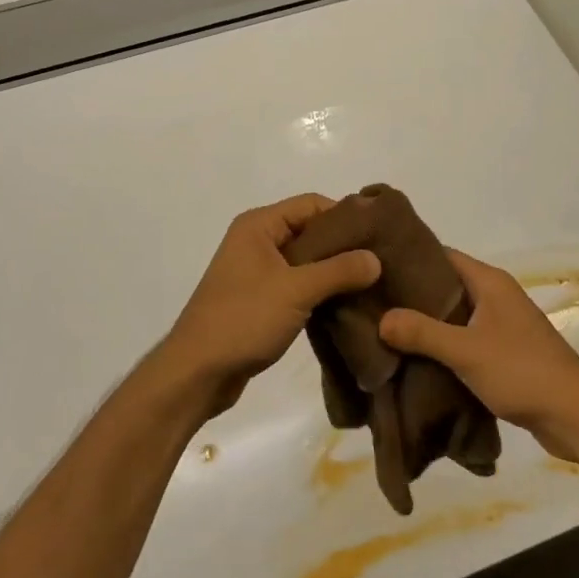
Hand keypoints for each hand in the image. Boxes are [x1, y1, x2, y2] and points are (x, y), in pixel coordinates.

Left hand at [161, 195, 380, 415]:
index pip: (312, 204)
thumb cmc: (243, 319)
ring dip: (333, 271)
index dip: (345, 215)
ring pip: (305, 261)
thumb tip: (376, 258)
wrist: (197, 373)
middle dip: (343, 245)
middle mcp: (257, 240)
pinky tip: (346, 304)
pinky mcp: (260, 299)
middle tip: (381, 261)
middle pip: (310, 231)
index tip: (379, 234)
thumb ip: (338, 271)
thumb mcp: (296, 290)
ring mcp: (256, 271)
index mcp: (259, 225)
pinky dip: (319, 291)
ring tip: (371, 284)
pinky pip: (297, 284)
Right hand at [378, 250, 578, 459]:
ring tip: (387, 329)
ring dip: (428, 322)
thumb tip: (381, 319)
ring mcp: (503, 323)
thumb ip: (422, 333)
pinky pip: (466, 337)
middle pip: (446, 285)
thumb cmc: (521, 370)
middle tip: (374, 301)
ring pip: (455, 314)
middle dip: (413, 294)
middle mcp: (496, 295)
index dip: (410, 258)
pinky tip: (418, 358)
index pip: (442, 255)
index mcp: (489, 281)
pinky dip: (444, 344)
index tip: (376, 267)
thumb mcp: (465, 350)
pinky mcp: (506, 351)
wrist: (575, 415)